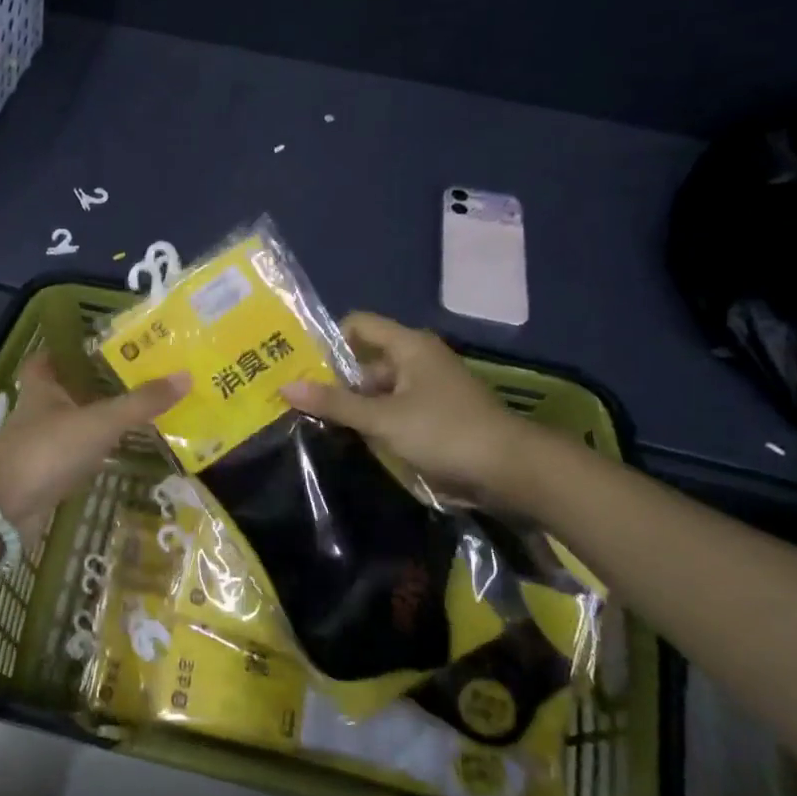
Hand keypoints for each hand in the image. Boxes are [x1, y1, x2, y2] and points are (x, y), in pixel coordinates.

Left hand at [0, 353, 188, 532]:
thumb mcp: (100, 421)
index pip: (46, 359)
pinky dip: (95, 454)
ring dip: (96, 420)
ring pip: (72, 425)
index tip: (94, 346)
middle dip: (92, 386)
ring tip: (137, 413)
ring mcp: (41, 445)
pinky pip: (76, 457)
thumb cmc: (48, 449)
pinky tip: (121, 453)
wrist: (6, 507)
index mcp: (43, 387)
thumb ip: (141, 402)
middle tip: (132, 379)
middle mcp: (39, 412)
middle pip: (64, 391)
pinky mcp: (47, 475)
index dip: (64, 350)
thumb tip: (185, 376)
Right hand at [280, 312, 548, 507]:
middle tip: (297, 400)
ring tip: (314, 423)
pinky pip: (392, 410)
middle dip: (333, 380)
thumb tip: (286, 387)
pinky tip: (349, 438)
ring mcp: (427, 389)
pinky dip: (372, 421)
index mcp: (408, 346)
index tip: (299, 365)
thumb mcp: (383, 418)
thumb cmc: (444, 431)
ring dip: (351, 405)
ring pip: (377, 389)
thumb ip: (334, 403)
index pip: (358, 325)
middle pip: (364, 361)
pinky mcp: (433, 416)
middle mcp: (417, 359)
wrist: (510, 470)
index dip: (328, 340)